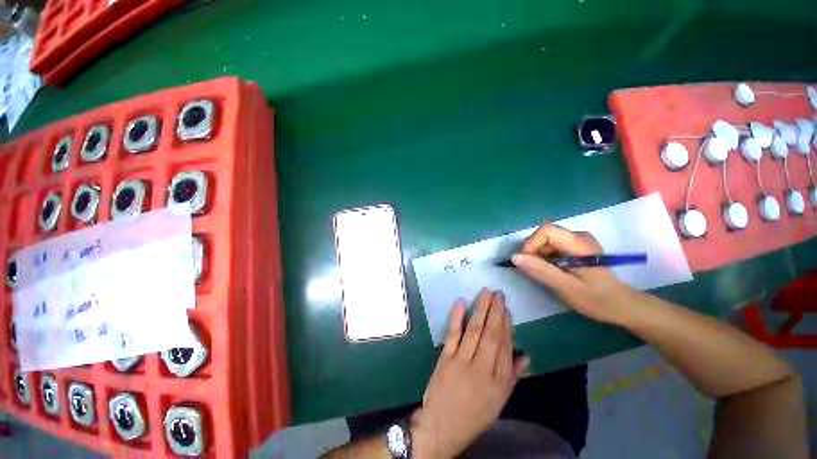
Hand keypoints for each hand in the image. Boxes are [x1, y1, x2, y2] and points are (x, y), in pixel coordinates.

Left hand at [411, 289, 529, 458]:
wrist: (443, 425)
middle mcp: (483, 368)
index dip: (506, 325)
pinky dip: (457, 317)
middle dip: (496, 311)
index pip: (505, 346)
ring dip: (481, 309)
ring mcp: (462, 360)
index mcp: (499, 381)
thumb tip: (526, 355)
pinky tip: (460, 302)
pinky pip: (453, 333)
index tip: (507, 308)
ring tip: (486, 292)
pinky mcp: (446, 357)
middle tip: (498, 293)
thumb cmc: (475, 413)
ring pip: (474, 330)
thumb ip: (513, 375)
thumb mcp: (500, 400)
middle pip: (491, 334)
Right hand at [510, 223, 643, 325]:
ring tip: (545, 274)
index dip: (531, 243)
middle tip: (535, 272)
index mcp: (579, 243)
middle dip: (533, 252)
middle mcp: (578, 236)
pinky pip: (551, 246)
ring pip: (545, 241)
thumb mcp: (567, 288)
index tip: (526, 262)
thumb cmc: (597, 299)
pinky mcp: (575, 247)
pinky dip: (545, 258)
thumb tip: (515, 257)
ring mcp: (577, 241)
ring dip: (538, 256)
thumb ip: (541, 271)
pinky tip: (552, 271)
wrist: (622, 306)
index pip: (546, 230)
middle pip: (544, 235)